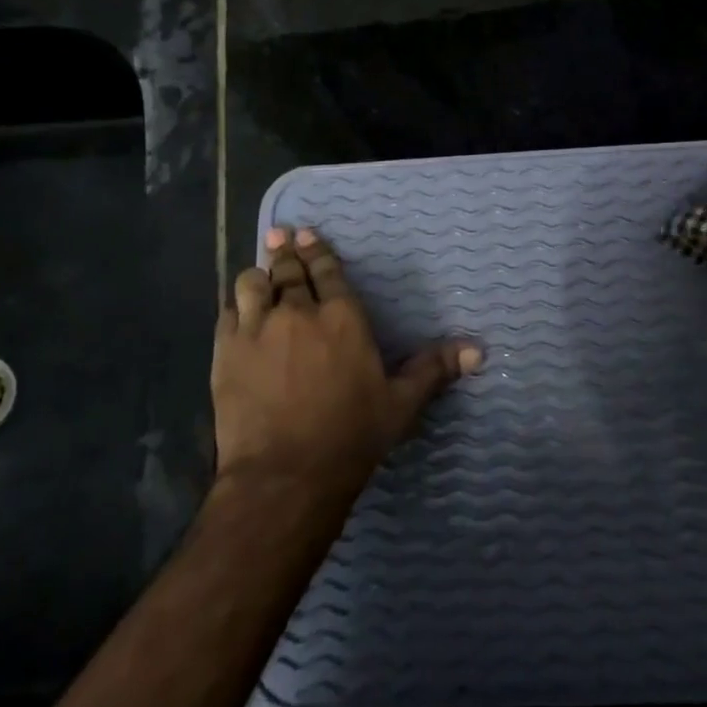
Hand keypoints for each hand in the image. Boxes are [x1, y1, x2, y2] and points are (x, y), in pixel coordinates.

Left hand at [212, 227, 481, 489]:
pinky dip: (236, 306)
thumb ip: (434, 369)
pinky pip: (228, 313)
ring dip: (259, 276)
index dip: (318, 250)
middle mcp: (298, 313)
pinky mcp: (227, 352)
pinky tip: (238, 309)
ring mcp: (257, 330)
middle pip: (289, 271)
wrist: (286, 474)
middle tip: (281, 236)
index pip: (328, 272)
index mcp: (342, 319)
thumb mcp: (401, 403)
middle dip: (287, 252)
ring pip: (253, 284)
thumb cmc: (351, 435)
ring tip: (261, 272)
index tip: (307, 233)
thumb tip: (479, 350)